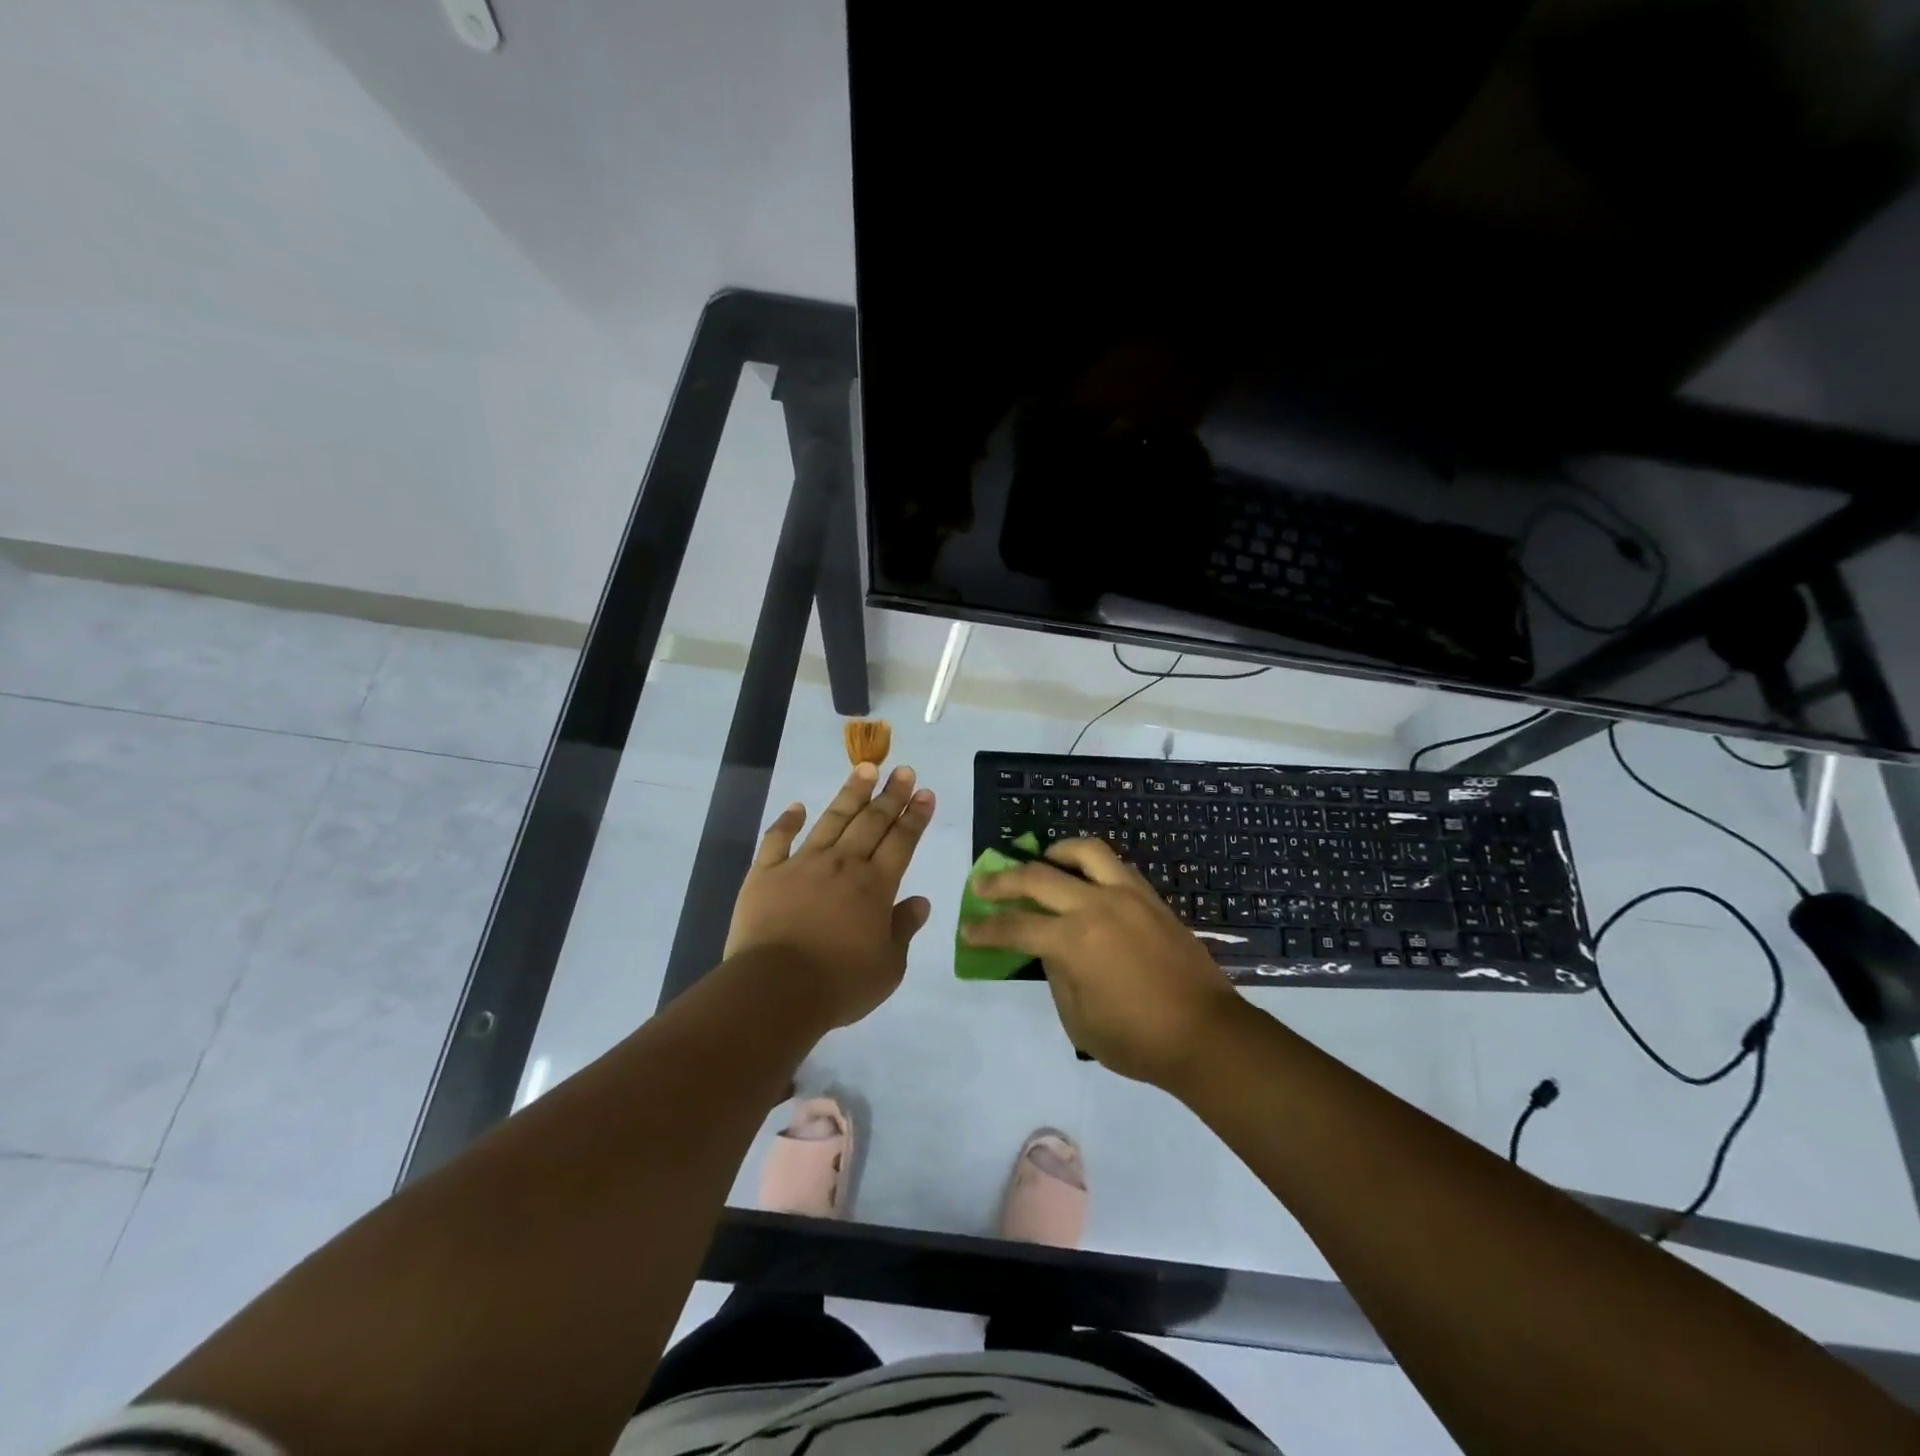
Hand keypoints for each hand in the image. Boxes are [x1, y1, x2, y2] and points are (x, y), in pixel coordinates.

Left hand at [726, 763, 934, 1028]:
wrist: (775, 990)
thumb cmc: (839, 984)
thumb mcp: (888, 966)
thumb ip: (904, 929)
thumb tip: (920, 902)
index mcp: (875, 886)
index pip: (902, 841)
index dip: (915, 815)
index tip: (925, 792)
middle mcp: (843, 864)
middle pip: (871, 821)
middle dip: (890, 794)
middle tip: (903, 770)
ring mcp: (802, 864)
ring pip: (831, 819)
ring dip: (850, 793)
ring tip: (864, 768)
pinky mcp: (766, 874)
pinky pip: (777, 839)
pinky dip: (787, 821)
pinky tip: (797, 806)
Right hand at [963, 837, 1241, 1087]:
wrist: (1205, 1034)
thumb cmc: (1137, 1039)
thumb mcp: (1078, 1019)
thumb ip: (1057, 975)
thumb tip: (1051, 949)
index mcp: (1073, 941)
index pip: (1015, 926)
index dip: (986, 929)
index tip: (968, 929)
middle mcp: (1096, 906)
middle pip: (1038, 877)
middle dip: (1003, 880)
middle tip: (983, 883)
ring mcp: (1127, 895)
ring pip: (1084, 851)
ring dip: (1053, 853)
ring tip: (1040, 862)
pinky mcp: (1150, 897)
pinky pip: (1114, 865)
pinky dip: (1089, 864)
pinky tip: (1081, 879)